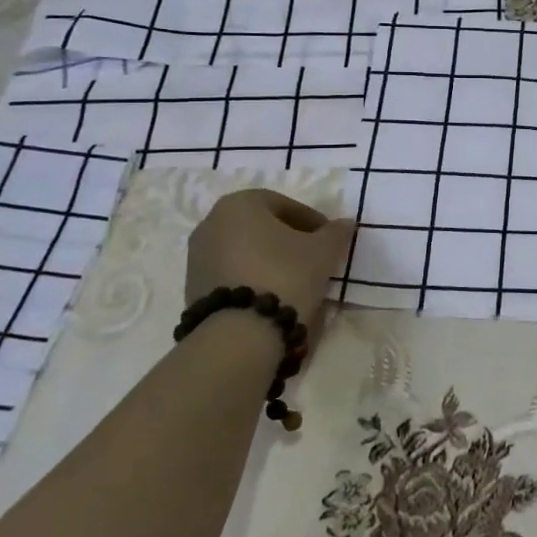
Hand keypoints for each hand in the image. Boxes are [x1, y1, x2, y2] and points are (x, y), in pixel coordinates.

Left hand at [185, 189, 354, 348]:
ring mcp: (196, 257)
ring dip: (269, 259)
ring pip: (245, 250)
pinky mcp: (192, 287)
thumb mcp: (323, 251)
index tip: (329, 239)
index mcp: (239, 204)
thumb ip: (336, 232)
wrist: (239, 332)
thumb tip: (345, 224)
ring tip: (295, 279)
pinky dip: (252, 278)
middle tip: (314, 257)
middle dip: (288, 239)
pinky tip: (273, 295)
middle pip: (261, 226)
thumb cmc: (284, 274)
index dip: (311, 220)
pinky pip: (231, 273)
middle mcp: (211, 223)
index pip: (284, 204)